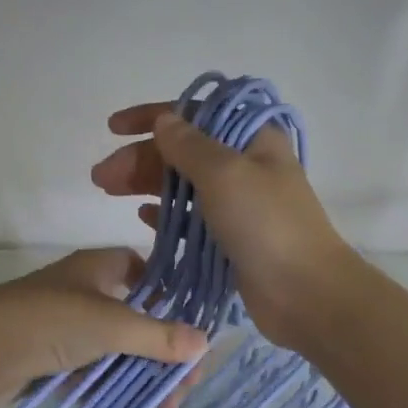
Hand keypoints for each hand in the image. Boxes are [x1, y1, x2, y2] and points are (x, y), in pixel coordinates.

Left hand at [0, 248, 208, 403]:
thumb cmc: (50, 321)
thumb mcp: (111, 325)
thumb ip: (158, 336)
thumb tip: (205, 343)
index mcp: (96, 267)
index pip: (141, 269)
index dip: (167, 292)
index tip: (190, 323)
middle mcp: (82, 291)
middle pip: (133, 316)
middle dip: (160, 350)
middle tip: (183, 384)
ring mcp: (63, 325)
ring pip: (112, 347)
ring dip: (138, 373)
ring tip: (162, 405)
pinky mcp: (47, 357)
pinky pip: (88, 369)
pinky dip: (107, 385)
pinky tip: (127, 406)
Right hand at [91, 103, 359, 350]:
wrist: (306, 294)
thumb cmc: (266, 225)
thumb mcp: (224, 174)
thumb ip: (189, 145)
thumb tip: (165, 120)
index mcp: (252, 138)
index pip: (195, 114)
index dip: (152, 116)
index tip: (113, 127)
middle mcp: (245, 165)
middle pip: (183, 151)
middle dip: (141, 157)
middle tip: (101, 177)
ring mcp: (239, 203)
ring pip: (184, 184)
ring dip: (146, 184)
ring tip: (108, 192)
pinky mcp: (232, 237)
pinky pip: (191, 218)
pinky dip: (167, 214)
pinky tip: (142, 218)